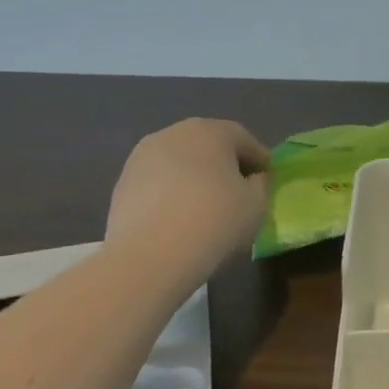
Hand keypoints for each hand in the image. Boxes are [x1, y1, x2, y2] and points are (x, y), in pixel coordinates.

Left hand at [106, 118, 269, 264]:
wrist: (150, 256)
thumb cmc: (215, 221)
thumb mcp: (257, 204)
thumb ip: (260, 184)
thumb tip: (253, 178)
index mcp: (212, 131)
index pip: (244, 140)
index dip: (259, 160)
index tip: (267, 181)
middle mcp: (175, 133)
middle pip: (208, 145)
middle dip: (224, 165)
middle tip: (237, 191)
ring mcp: (142, 157)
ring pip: (180, 162)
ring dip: (194, 178)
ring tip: (204, 207)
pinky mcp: (122, 183)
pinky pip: (158, 182)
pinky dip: (171, 193)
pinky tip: (178, 218)